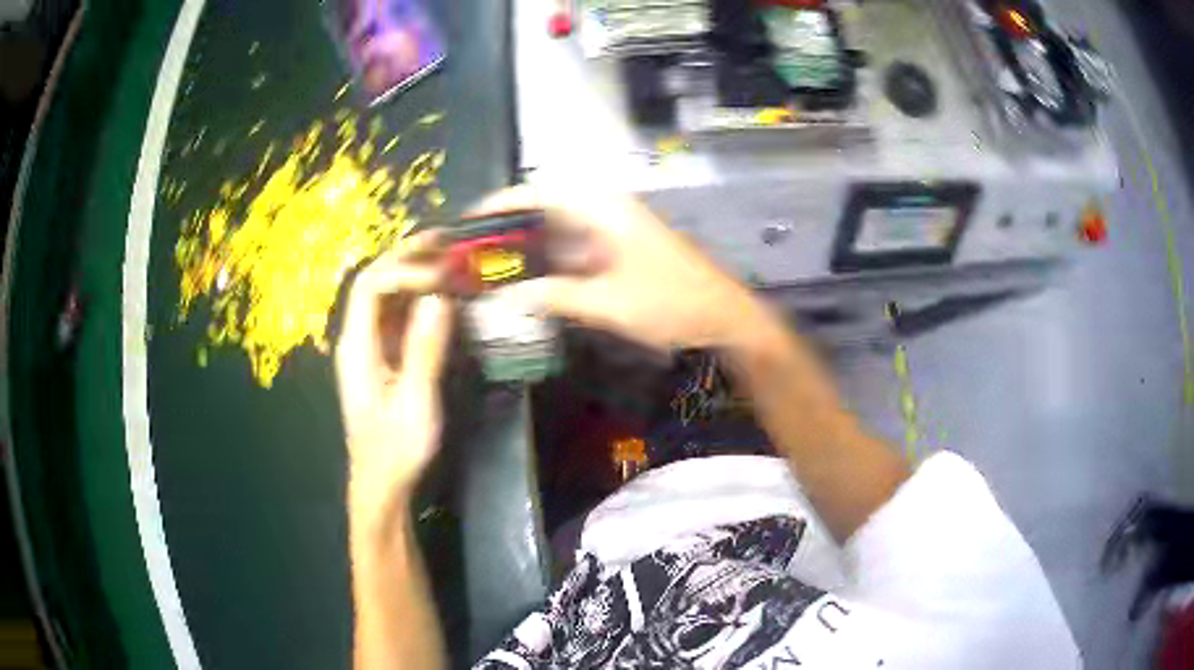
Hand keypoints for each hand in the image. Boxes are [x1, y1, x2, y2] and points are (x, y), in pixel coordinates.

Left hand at [335, 232, 452, 526]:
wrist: (383, 484)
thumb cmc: (396, 450)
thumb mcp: (415, 404)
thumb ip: (424, 350)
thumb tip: (439, 298)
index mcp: (357, 347)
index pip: (371, 286)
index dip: (405, 271)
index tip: (443, 278)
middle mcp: (358, 339)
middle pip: (375, 281)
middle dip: (408, 257)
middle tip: (448, 241)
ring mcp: (369, 347)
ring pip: (386, 295)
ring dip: (415, 272)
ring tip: (449, 258)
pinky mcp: (383, 357)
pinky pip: (397, 315)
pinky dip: (419, 297)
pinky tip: (442, 294)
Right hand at [470, 185, 770, 351]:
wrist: (723, 316)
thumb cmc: (671, 303)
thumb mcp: (608, 303)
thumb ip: (555, 297)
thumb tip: (507, 296)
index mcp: (604, 210)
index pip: (541, 192)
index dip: (502, 203)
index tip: (469, 221)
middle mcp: (605, 212)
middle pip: (545, 210)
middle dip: (508, 229)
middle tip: (473, 252)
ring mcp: (612, 232)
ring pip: (557, 232)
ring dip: (527, 248)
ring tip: (490, 268)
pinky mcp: (617, 252)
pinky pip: (573, 251)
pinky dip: (549, 264)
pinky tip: (527, 283)